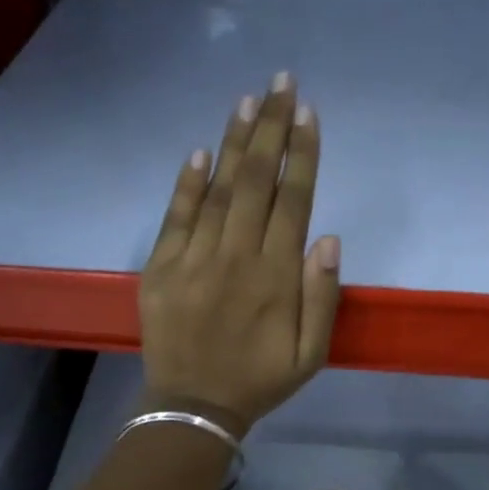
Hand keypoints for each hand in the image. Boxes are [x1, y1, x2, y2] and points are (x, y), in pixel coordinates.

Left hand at [139, 73, 341, 435]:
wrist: (194, 406)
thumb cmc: (260, 380)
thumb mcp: (311, 354)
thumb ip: (322, 297)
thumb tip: (327, 238)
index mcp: (276, 278)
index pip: (293, 201)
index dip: (302, 154)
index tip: (308, 113)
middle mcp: (236, 258)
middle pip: (256, 182)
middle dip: (270, 129)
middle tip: (280, 83)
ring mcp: (194, 260)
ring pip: (218, 190)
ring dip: (234, 144)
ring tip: (247, 101)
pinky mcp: (161, 268)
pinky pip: (176, 217)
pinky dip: (188, 183)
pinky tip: (201, 151)